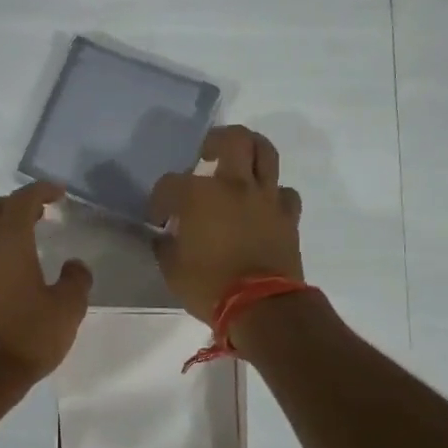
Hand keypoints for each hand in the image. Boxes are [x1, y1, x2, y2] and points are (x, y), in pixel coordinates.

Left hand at [0, 181, 92, 392]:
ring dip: (2, 228)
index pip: (22, 199)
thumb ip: (75, 281)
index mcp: (8, 241)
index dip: (41, 190)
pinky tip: (10, 274)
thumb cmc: (25, 336)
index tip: (58, 193)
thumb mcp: (66, 310)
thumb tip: (74, 266)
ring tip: (28, 243)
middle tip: (41, 213)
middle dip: (16, 203)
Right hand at [149, 125, 303, 324]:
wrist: (262, 307)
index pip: (170, 184)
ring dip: (250, 152)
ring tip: (238, 164)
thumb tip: (165, 236)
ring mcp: (265, 198)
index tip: (159, 220)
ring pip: (266, 153)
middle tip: (205, 155)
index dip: (159, 201)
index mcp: (199, 196)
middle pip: (232, 139)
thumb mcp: (171, 269)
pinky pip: (284, 193)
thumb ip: (166, 245)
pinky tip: (262, 205)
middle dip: (215, 141)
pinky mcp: (288, 216)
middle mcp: (234, 186)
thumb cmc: (209, 287)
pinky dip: (272, 194)